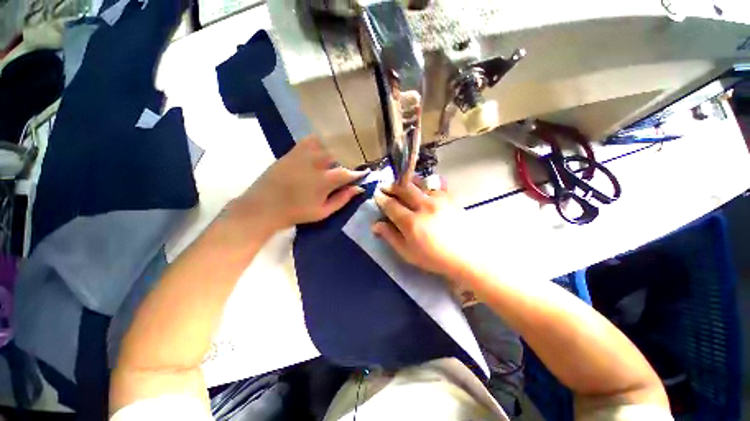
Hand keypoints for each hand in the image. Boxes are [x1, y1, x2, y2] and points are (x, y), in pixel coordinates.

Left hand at [227, 137, 367, 233]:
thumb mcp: (323, 212)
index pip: (347, 173)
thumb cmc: (296, 213)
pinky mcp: (292, 152)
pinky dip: (318, 142)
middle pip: (338, 155)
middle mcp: (315, 164)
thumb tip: (358, 189)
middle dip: (347, 161)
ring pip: (325, 145)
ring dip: (333, 151)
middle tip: (349, 167)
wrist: (264, 207)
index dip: (358, 173)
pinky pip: (309, 141)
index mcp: (324, 181)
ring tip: (336, 158)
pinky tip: (320, 149)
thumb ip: (342, 199)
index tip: (364, 173)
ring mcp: (302, 156)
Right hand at [372, 179, 473, 276]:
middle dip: (391, 186)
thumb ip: (391, 237)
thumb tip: (376, 225)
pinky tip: (424, 186)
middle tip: (385, 186)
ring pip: (418, 183)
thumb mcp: (408, 253)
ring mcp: (438, 200)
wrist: (468, 256)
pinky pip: (435, 184)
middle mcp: (423, 206)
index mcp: (411, 222)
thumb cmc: (435, 258)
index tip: (377, 196)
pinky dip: (426, 183)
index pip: (391, 205)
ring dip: (406, 181)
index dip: (381, 199)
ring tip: (401, 182)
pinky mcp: (450, 198)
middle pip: (403, 189)